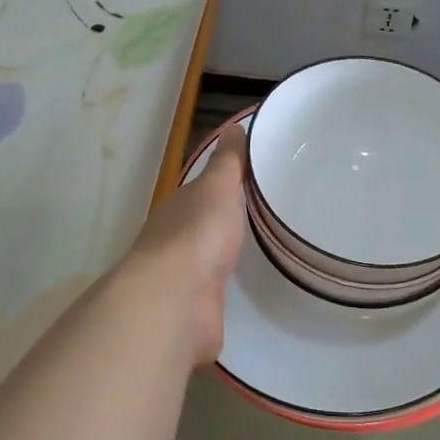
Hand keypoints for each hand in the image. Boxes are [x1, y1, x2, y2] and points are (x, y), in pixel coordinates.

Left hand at [125, 123, 247, 366]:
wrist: (174, 302)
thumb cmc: (197, 235)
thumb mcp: (217, 188)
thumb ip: (228, 162)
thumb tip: (233, 125)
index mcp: (179, 209)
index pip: (203, 193)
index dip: (225, 186)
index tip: (253, 183)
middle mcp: (175, 242)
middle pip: (203, 229)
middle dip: (226, 226)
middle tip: (265, 220)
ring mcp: (182, 281)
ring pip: (208, 264)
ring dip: (225, 261)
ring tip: (263, 258)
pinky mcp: (194, 314)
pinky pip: (216, 297)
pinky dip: (228, 294)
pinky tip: (248, 294)